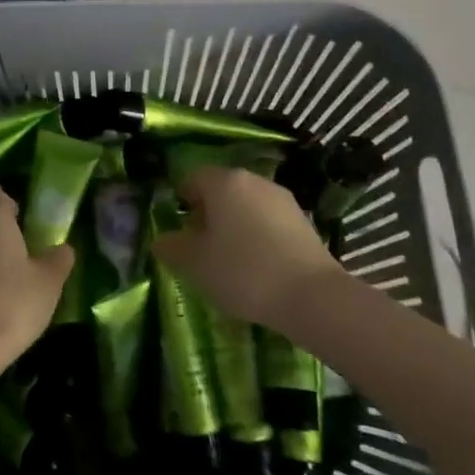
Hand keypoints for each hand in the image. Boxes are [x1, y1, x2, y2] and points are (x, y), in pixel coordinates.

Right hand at [154, 166, 346, 330]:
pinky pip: (268, 222)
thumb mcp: (194, 263)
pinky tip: (258, 268)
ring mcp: (282, 200)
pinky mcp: (304, 222)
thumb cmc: (243, 271)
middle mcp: (254, 181)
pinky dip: (257, 238)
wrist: (312, 297)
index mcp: (224, 181)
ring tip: (229, 262)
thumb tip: (162, 240)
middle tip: (200, 248)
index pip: (192, 178)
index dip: (181, 201)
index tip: (179, 231)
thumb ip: (171, 247)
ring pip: (246, 206)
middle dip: (208, 215)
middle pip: (221, 190)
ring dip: (233, 226)